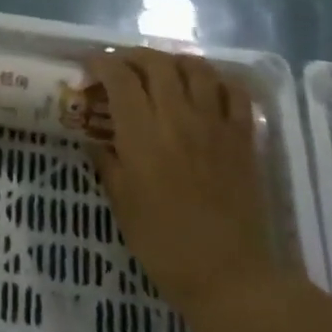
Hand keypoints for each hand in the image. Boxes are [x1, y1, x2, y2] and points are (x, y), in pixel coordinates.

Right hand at [89, 49, 283, 323]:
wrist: (228, 276)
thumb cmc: (163, 244)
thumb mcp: (121, 203)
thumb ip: (107, 162)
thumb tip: (95, 139)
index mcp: (143, 135)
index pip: (120, 78)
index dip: (101, 63)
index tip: (88, 65)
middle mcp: (179, 119)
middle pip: (157, 64)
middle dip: (133, 56)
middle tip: (120, 67)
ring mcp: (215, 125)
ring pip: (197, 69)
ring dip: (173, 61)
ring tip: (161, 71)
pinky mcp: (243, 139)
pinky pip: (235, 93)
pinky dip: (217, 81)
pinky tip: (205, 89)